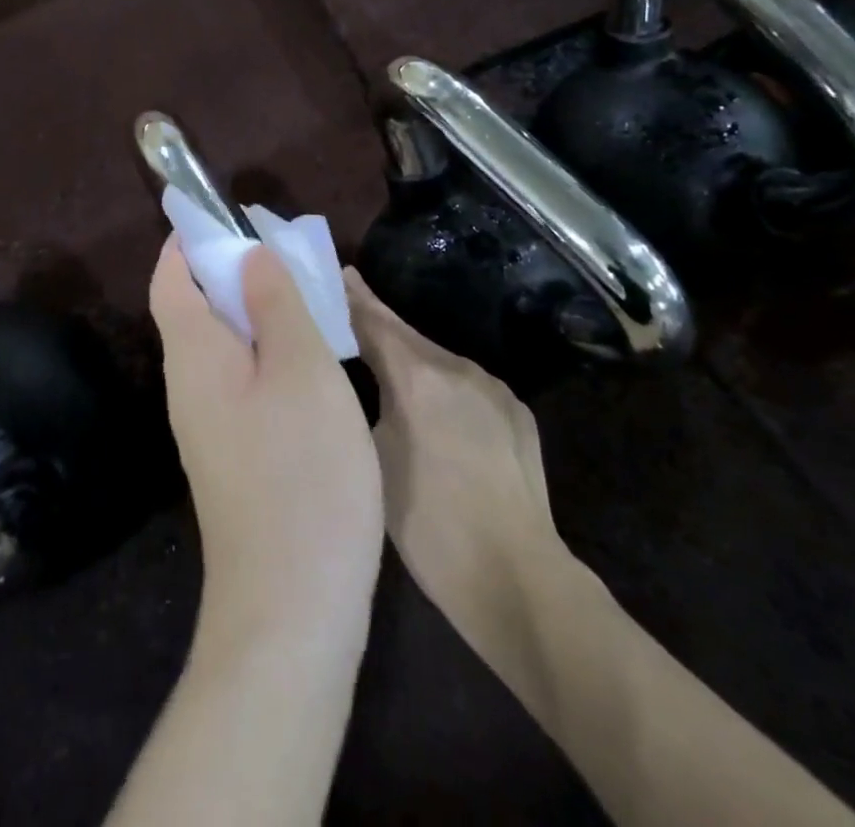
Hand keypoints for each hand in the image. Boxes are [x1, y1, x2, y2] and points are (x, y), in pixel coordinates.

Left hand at [150, 241, 383, 640]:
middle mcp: (188, 385)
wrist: (292, 606)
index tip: (225, 214)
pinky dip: (265, 351)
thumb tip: (249, 252)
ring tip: (302, 295)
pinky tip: (307, 360)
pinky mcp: (234, 455)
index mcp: (193, 354)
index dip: (189, 240)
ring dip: (253, 311)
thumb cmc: (301, 472)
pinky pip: (241, 379)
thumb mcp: (301, 369)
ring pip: (223, 345)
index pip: (170, 278)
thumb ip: (274, 303)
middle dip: (230, 270)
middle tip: (283, 252)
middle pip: (195, 307)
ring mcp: (209, 425)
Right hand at [347, 269, 586, 662]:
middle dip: (378, 325)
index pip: (375, 323)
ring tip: (384, 369)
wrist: (517, 579)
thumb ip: (362, 406)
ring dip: (410, 360)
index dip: (353, 299)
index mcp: (418, 378)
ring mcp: (494, 389)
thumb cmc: (429, 526)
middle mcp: (458, 369)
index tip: (337, 274)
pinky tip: (433, 410)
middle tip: (348, 312)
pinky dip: (442, 387)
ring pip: (438, 362)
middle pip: (408, 337)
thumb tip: (350, 379)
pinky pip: (467, 386)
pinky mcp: (516, 413)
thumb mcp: (374, 460)